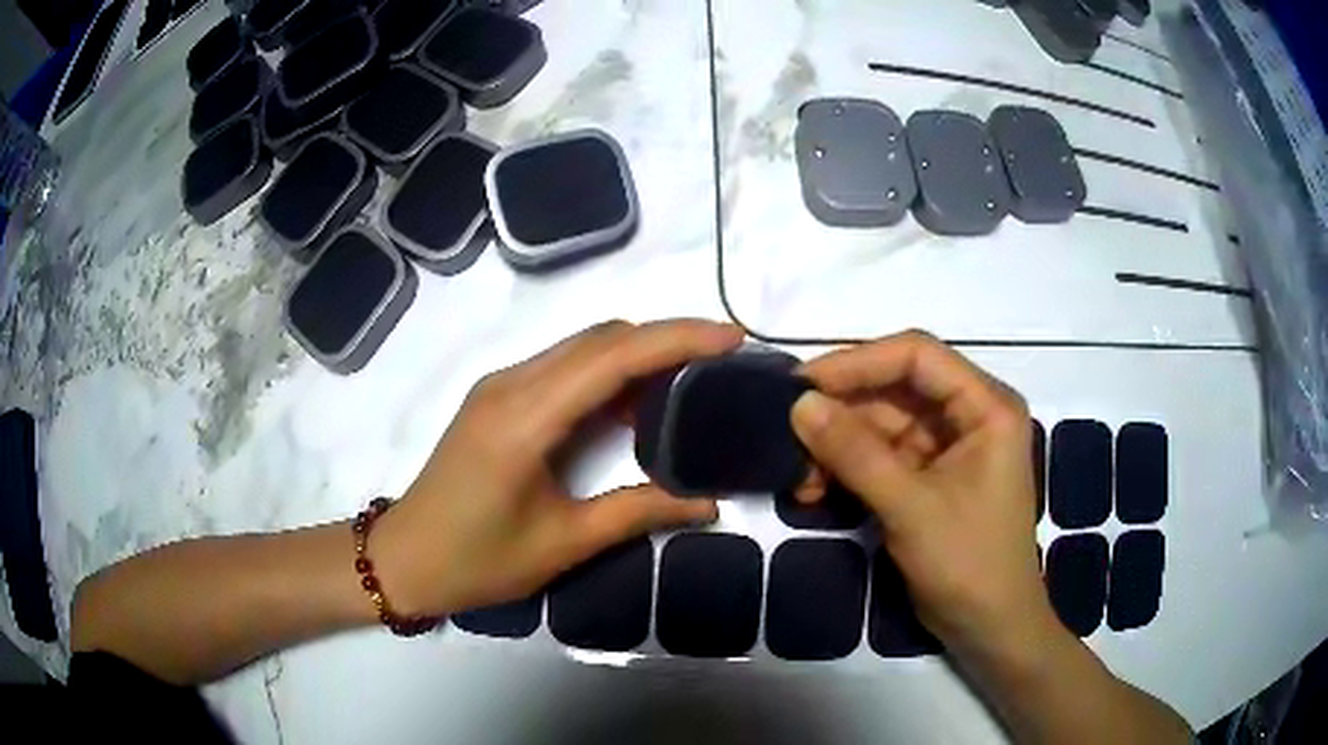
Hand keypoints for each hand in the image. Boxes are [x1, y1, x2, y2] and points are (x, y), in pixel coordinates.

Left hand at [374, 320, 744, 617]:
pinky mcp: (498, 399)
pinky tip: (635, 405)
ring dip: (637, 354)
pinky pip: (563, 368)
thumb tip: (707, 503)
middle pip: (600, 338)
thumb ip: (637, 512)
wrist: (406, 559)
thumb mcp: (562, 542)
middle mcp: (512, 384)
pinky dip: (607, 373)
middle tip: (720, 361)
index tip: (731, 338)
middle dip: (665, 338)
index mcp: (524, 417)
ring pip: (582, 348)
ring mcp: (501, 386)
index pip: (613, 357)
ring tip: (691, 379)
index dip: (677, 339)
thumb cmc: (477, 560)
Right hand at [790, 331, 1057, 657]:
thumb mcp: (911, 508)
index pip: (918, 356)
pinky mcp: (929, 477)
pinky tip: (814, 491)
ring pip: (882, 424)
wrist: (988, 628)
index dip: (858, 362)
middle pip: (896, 388)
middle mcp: (969, 414)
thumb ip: (855, 453)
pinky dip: (847, 470)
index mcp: (986, 405)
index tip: (802, 384)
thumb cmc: (968, 563)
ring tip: (797, 476)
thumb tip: (799, 404)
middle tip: (787, 432)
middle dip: (841, 411)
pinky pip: (880, 457)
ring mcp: (948, 447)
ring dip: (837, 446)